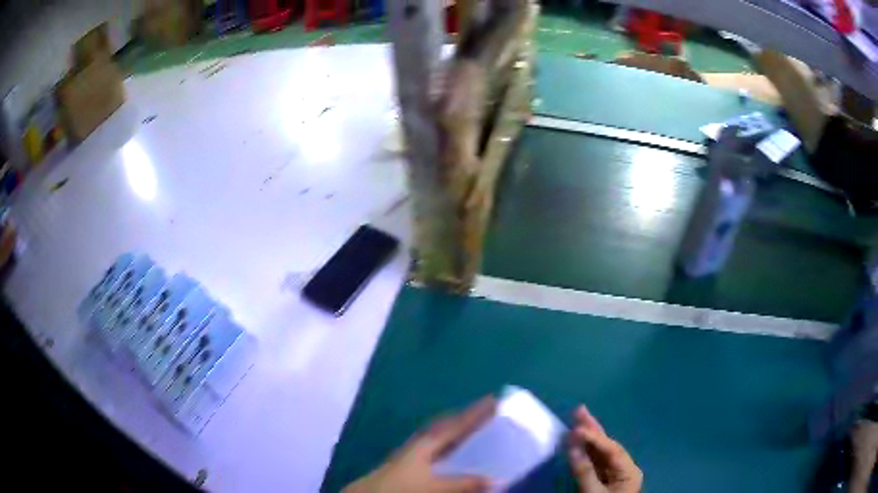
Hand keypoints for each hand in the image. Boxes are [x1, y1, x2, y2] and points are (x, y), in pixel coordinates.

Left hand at [344, 397, 495, 492]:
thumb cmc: (400, 488)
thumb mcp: (434, 488)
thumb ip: (463, 484)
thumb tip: (495, 479)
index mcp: (426, 443)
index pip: (456, 424)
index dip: (476, 413)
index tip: (494, 399)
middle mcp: (420, 443)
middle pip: (447, 425)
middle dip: (467, 417)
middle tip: (489, 410)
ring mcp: (412, 453)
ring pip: (440, 436)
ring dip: (458, 429)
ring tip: (476, 427)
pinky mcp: (408, 464)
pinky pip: (435, 447)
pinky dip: (449, 444)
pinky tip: (453, 453)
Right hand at [568, 406, 641, 492]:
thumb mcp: (595, 492)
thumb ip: (585, 471)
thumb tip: (573, 448)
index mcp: (630, 471)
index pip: (612, 449)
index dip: (594, 438)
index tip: (576, 427)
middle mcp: (625, 468)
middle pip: (608, 446)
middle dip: (594, 429)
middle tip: (580, 409)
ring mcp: (615, 474)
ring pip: (600, 453)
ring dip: (588, 437)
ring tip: (577, 419)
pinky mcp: (604, 481)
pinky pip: (595, 462)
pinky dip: (586, 451)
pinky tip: (578, 441)